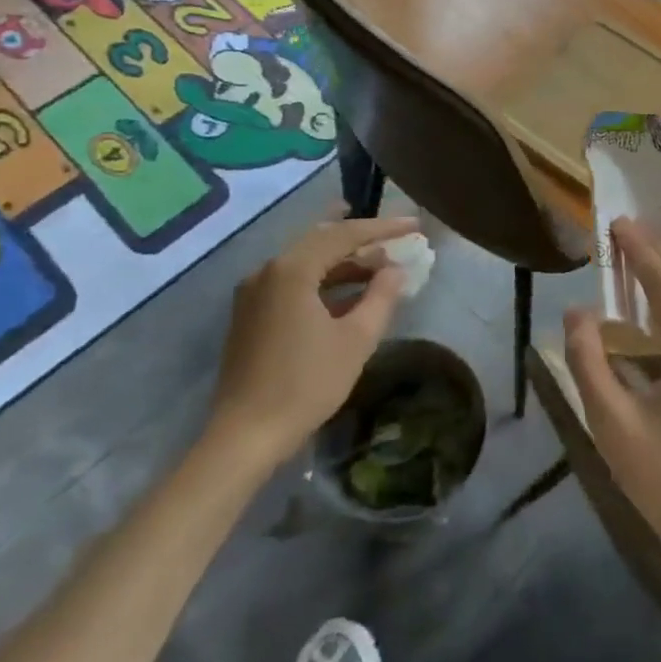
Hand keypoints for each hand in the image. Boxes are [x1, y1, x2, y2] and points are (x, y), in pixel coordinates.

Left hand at [210, 215, 419, 463]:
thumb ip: (382, 296)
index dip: (383, 228)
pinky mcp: (251, 314)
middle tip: (397, 236)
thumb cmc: (306, 384)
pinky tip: (349, 290)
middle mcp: (268, 271)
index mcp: (292, 270)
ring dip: (344, 260)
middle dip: (362, 238)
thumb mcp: (356, 339)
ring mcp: (255, 292)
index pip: (344, 234)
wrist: (245, 436)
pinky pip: (294, 281)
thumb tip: (396, 270)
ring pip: (307, 261)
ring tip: (381, 263)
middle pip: (322, 240)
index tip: (414, 224)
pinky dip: (324, 279)